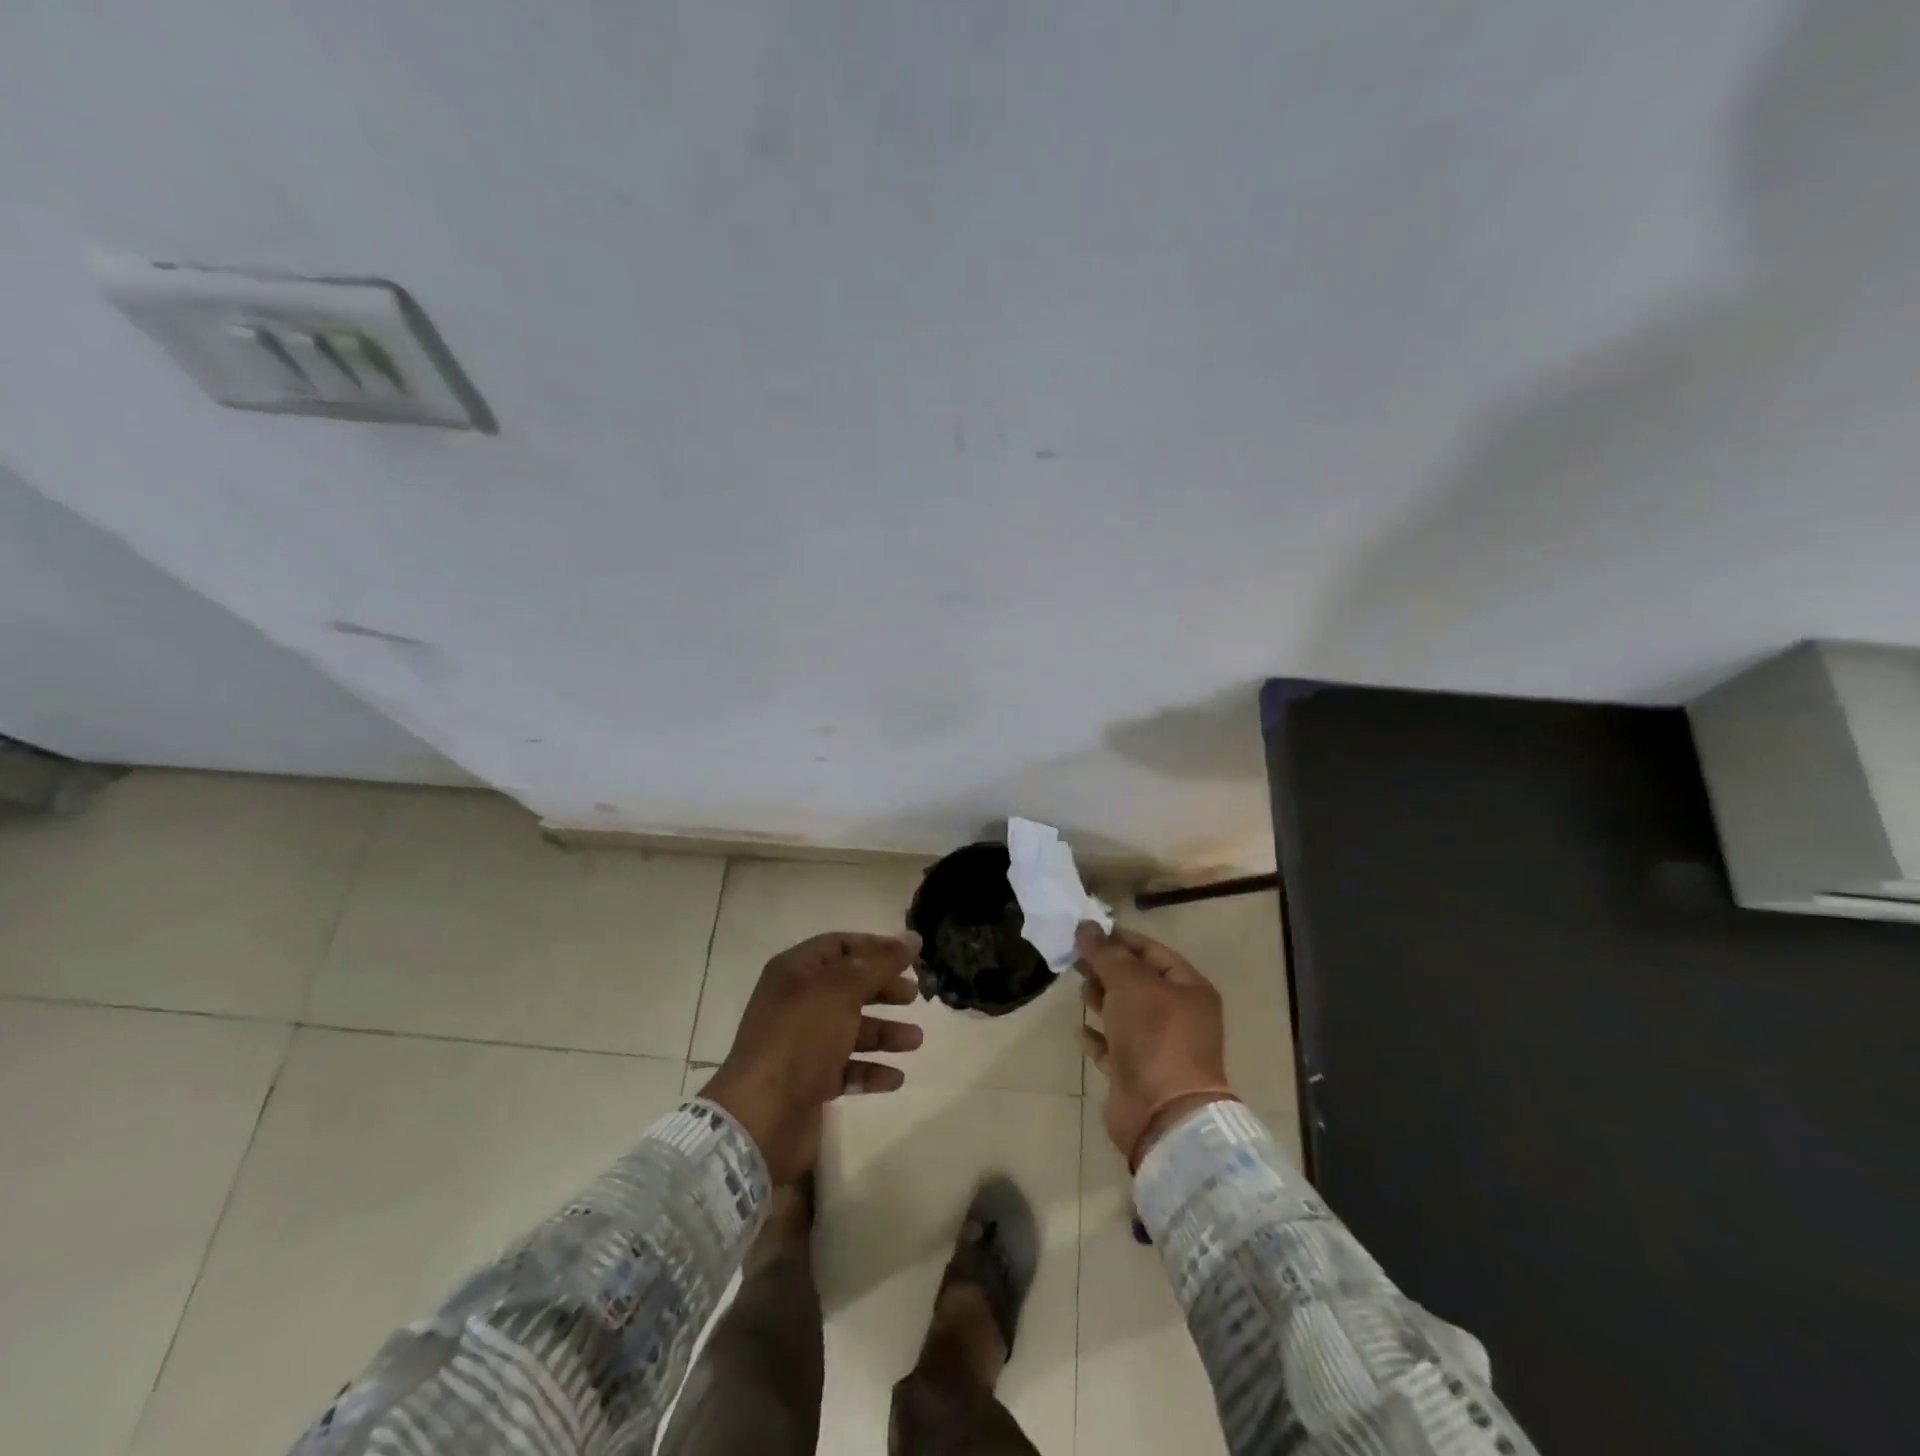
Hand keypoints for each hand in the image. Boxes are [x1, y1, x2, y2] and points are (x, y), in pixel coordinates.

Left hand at [701, 931, 924, 1183]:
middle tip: (915, 996)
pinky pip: (845, 1069)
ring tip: (915, 1041)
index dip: (875, 948)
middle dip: (883, 989)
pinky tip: (895, 1078)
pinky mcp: (807, 1082)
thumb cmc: (801, 1038)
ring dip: (884, 1033)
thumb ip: (880, 962)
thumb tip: (913, 937)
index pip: (839, 945)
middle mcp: (796, 1002)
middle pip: (848, 986)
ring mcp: (800, 1044)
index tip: (911, 958)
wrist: (761, 1116)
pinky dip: (871, 1071)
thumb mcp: (842, 989)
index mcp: (795, 971)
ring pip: (850, 1029)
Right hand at [1076, 923, 1235, 1166]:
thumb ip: (1106, 953)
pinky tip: (1080, 1030)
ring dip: (1102, 999)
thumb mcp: (1130, 983)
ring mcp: (1160, 1048)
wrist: (1162, 1113)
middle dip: (1108, 968)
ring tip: (1079, 987)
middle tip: (1075, 958)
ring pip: (1126, 1013)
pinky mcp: (1138, 1074)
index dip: (1120, 939)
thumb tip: (1086, 925)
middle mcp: (1179, 1016)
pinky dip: (1098, 1037)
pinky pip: (1115, 1047)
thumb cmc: (1155, 1036)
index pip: (1152, 952)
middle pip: (1138, 982)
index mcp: (1189, 989)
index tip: (1087, 931)